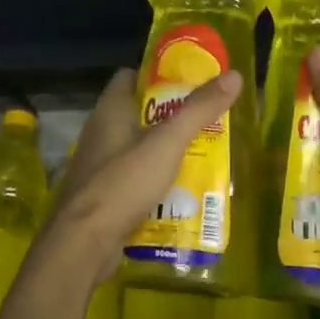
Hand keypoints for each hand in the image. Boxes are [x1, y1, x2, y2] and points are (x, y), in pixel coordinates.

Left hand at [43, 66, 243, 280]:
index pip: (130, 76)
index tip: (190, 80)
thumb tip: (235, 76)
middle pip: (138, 113)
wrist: (83, 244)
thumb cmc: (124, 182)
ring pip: (138, 148)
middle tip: (206, 120)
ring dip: (164, 150)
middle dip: (170, 115)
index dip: (158, 74)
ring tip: (203, 154)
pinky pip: (134, 179)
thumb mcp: (168, 142)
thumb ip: (199, 109)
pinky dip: (155, 181)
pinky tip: (181, 191)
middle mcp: (100, 132)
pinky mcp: (102, 197)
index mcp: (110, 110)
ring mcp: (99, 166)